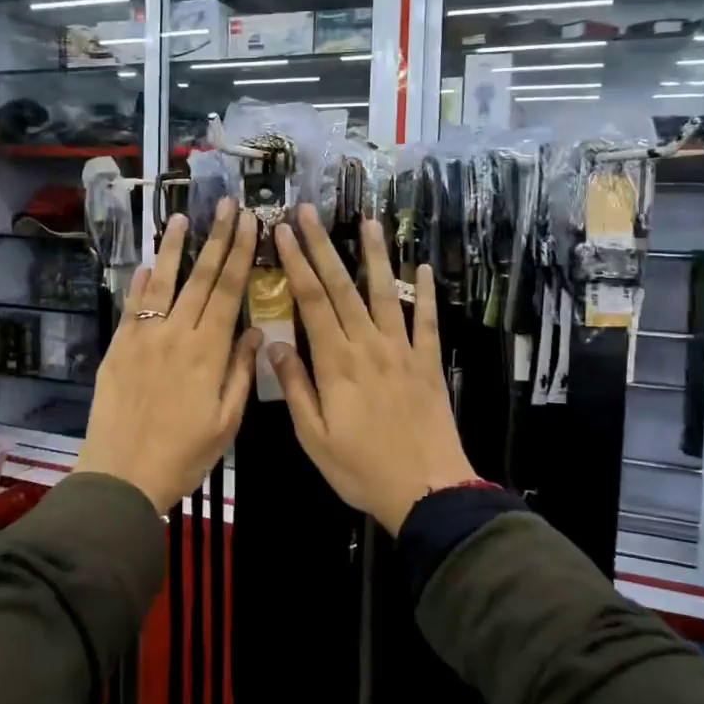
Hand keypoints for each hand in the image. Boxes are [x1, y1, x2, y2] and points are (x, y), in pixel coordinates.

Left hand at [77, 200, 261, 514]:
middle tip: (226, 204)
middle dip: (216, 238)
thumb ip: (241, 372)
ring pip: (163, 283)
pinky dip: (141, 283)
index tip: (250, 223)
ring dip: (174, 249)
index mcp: (208, 352)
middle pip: (200, 278)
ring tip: (181, 218)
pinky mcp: (118, 348)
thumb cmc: (184, 455)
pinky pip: (132, 307)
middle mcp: (176, 334)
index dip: (240, 254)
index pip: (228, 291)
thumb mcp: (226, 422)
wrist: (122, 475)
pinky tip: (148, 264)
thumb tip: (255, 331)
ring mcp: (143, 337)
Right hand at [267, 206, 477, 534]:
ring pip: (386, 293)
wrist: (427, 491)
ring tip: (369, 222)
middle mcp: (369, 345)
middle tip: (309, 212)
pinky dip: (425, 294)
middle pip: (342, 287)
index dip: (296, 263)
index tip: (283, 232)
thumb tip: (274, 344)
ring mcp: (402, 351)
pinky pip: (427, 321)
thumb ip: (295, 387)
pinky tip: (423, 268)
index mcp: (336, 363)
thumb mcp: (314, 437)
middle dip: (323, 246)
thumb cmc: (361, 468)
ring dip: (376, 255)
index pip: (312, 301)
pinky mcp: (428, 363)